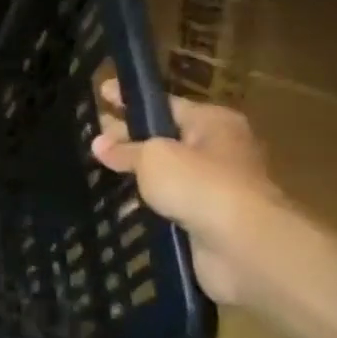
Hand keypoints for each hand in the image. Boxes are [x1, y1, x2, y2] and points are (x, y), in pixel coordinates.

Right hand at [89, 80, 278, 304]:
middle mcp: (217, 149)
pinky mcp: (207, 219)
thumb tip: (99, 144)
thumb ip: (124, 150)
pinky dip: (147, 203)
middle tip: (93, 135)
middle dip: (129, 136)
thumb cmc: (200, 184)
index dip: (130, 100)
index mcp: (212, 122)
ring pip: (166, 173)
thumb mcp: (152, 157)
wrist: (243, 245)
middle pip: (164, 136)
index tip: (101, 93)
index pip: (164, 103)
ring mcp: (214, 186)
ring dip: (137, 174)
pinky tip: (118, 205)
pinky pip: (169, 204)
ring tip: (97, 170)